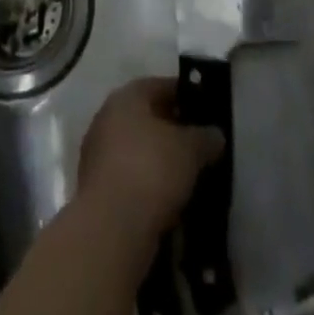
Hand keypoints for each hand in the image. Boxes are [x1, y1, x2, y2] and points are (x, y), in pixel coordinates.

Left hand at [77, 77, 225, 241]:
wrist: (111, 228)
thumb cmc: (151, 169)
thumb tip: (215, 135)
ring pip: (139, 150)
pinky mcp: (98, 190)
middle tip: (201, 145)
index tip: (207, 110)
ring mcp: (99, 155)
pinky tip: (171, 200)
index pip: (160, 86)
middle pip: (147, 118)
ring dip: (161, 161)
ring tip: (190, 176)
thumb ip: (205, 137)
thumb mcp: (190, 149)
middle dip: (174, 130)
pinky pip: (131, 178)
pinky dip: (150, 185)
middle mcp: (107, 118)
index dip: (186, 95)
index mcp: (127, 97)